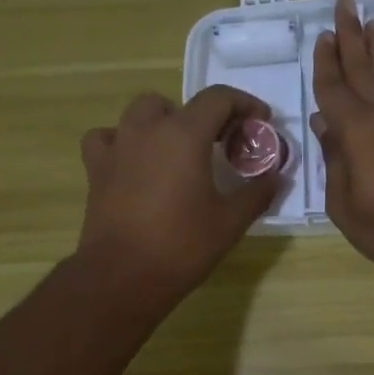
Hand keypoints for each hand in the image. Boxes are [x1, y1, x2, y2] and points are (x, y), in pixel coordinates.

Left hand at [77, 86, 279, 304]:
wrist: (123, 276)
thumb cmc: (182, 246)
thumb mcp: (230, 222)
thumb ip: (257, 193)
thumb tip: (276, 177)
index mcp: (184, 135)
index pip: (218, 98)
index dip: (244, 103)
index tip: (259, 122)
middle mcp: (148, 130)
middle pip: (177, 103)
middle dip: (201, 116)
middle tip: (219, 142)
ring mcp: (117, 146)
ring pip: (139, 113)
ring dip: (162, 122)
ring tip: (176, 150)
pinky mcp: (96, 169)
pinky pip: (107, 138)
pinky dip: (122, 141)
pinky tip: (133, 162)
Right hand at [311, 0, 373, 280]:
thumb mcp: (346, 206)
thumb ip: (334, 163)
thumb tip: (325, 127)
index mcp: (358, 131)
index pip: (334, 88)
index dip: (325, 63)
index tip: (322, 35)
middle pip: (363, 68)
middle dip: (352, 36)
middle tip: (345, 4)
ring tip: (373, 22)